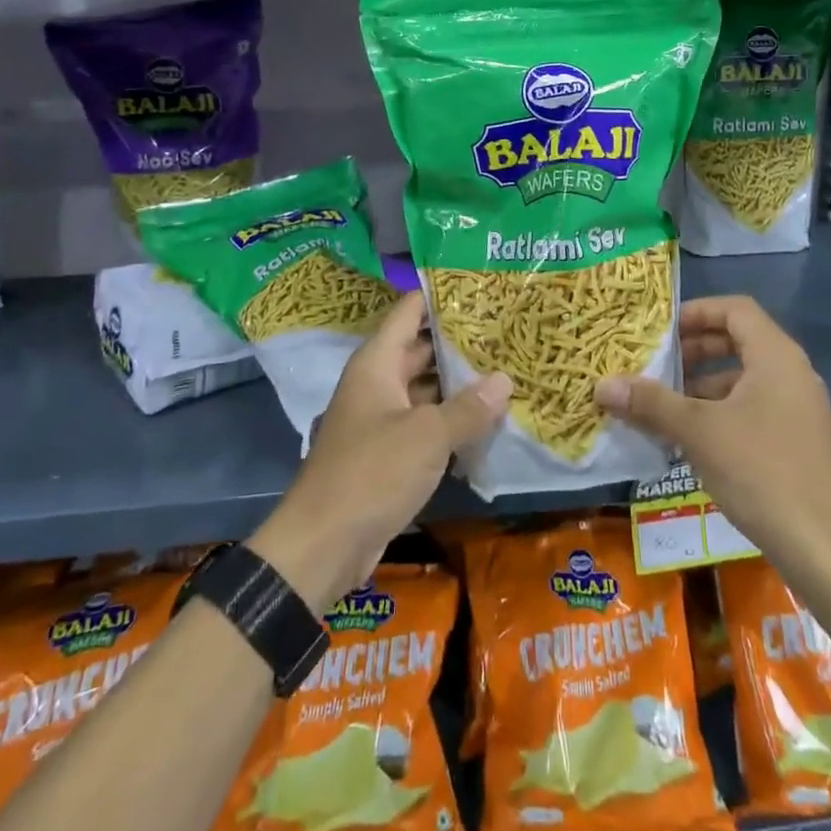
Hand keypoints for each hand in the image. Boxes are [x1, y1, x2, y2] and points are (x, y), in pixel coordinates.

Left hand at [249, 292, 510, 613]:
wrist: (323, 546)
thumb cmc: (371, 473)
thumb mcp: (427, 436)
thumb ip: (468, 407)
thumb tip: (504, 380)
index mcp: (377, 364)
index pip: (409, 312)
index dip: (440, 295)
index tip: (480, 285)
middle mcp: (377, 383)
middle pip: (421, 350)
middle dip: (459, 342)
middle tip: (507, 330)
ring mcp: (382, 419)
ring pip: (426, 390)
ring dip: (460, 384)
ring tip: (508, 368)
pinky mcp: (389, 454)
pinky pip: (425, 424)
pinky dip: (452, 420)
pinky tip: (489, 420)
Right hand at [595, 295, 830, 566]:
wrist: (825, 547)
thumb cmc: (761, 471)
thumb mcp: (698, 432)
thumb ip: (651, 403)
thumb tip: (602, 385)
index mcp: (775, 356)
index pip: (735, 309)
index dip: (696, 311)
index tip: (660, 329)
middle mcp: (791, 372)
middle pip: (738, 340)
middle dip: (694, 349)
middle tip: (656, 363)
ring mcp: (798, 408)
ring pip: (744, 377)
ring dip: (703, 384)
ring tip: (663, 403)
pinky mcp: (796, 440)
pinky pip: (753, 407)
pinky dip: (720, 411)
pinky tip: (690, 438)